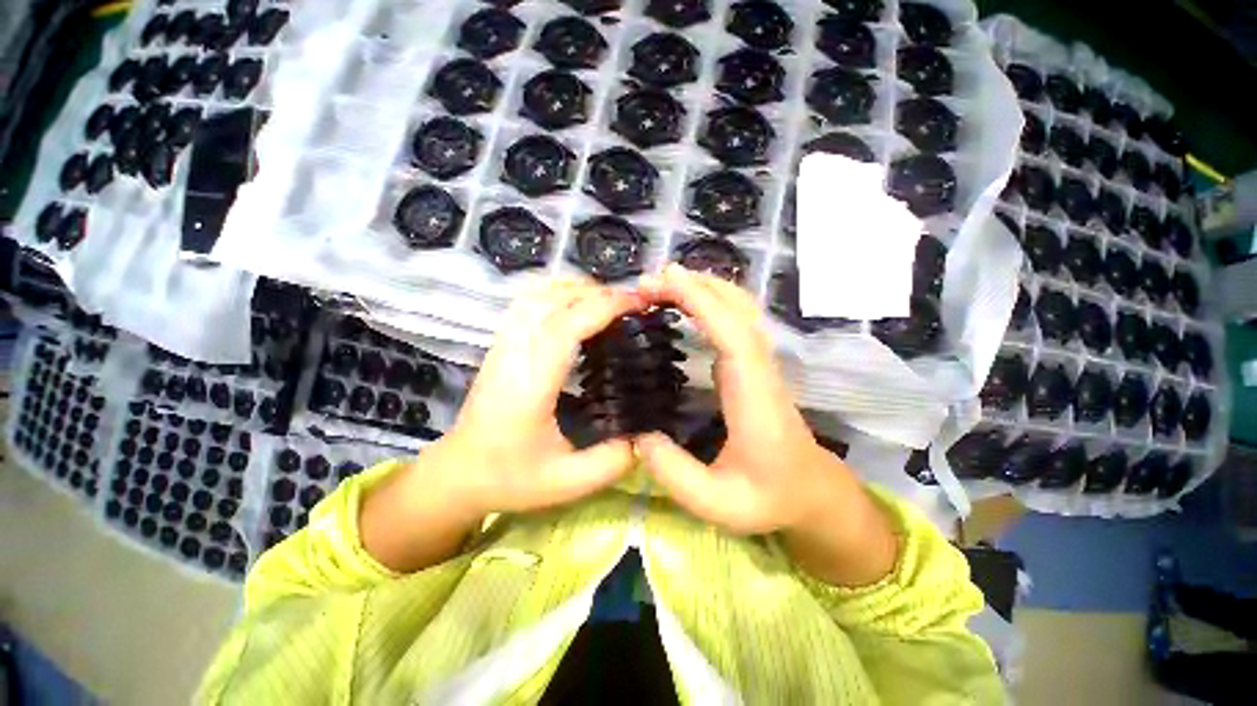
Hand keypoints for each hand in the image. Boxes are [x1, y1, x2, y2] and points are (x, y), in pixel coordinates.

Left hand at [442, 279, 644, 516]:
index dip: (604, 306)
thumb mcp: (567, 482)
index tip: (638, 303)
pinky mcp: (501, 343)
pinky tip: (578, 305)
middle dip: (598, 292)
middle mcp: (513, 354)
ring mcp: (503, 344)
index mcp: (530, 385)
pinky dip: (558, 292)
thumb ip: (611, 462)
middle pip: (552, 299)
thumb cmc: (509, 478)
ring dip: (577, 288)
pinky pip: (529, 302)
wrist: (458, 473)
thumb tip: (648, 435)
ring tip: (610, 300)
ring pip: (537, 294)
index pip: (566, 326)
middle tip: (634, 303)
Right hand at [636, 264, 896, 585]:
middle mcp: (759, 367)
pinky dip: (708, 300)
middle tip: (647, 283)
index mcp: (755, 395)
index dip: (700, 301)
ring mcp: (758, 361)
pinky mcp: (751, 364)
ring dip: (701, 288)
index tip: (663, 282)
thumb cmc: (769, 497)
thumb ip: (676, 475)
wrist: (810, 491)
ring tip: (660, 286)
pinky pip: (733, 319)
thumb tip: (638, 438)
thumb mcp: (718, 504)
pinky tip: (684, 303)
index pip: (731, 333)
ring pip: (738, 308)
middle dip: (693, 286)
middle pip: (736, 308)